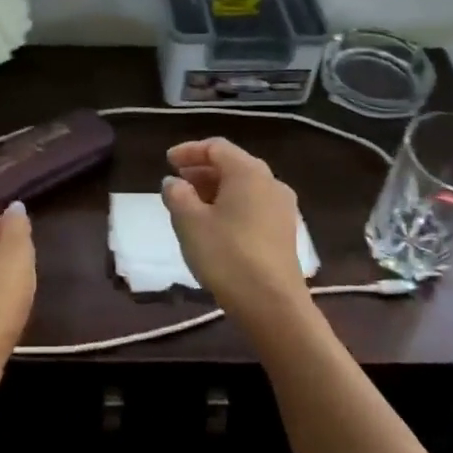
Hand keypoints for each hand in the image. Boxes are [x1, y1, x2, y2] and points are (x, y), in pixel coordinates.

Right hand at [162, 138, 311, 330]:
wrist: (272, 304)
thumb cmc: (226, 255)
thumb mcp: (189, 222)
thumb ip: (177, 195)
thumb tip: (174, 182)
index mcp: (248, 172)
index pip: (216, 147)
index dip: (189, 151)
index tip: (167, 161)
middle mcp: (270, 182)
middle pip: (232, 165)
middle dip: (202, 170)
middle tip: (177, 181)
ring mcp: (282, 208)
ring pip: (244, 187)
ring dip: (216, 189)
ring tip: (191, 204)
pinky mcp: (285, 231)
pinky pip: (253, 205)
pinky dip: (231, 205)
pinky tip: (215, 224)